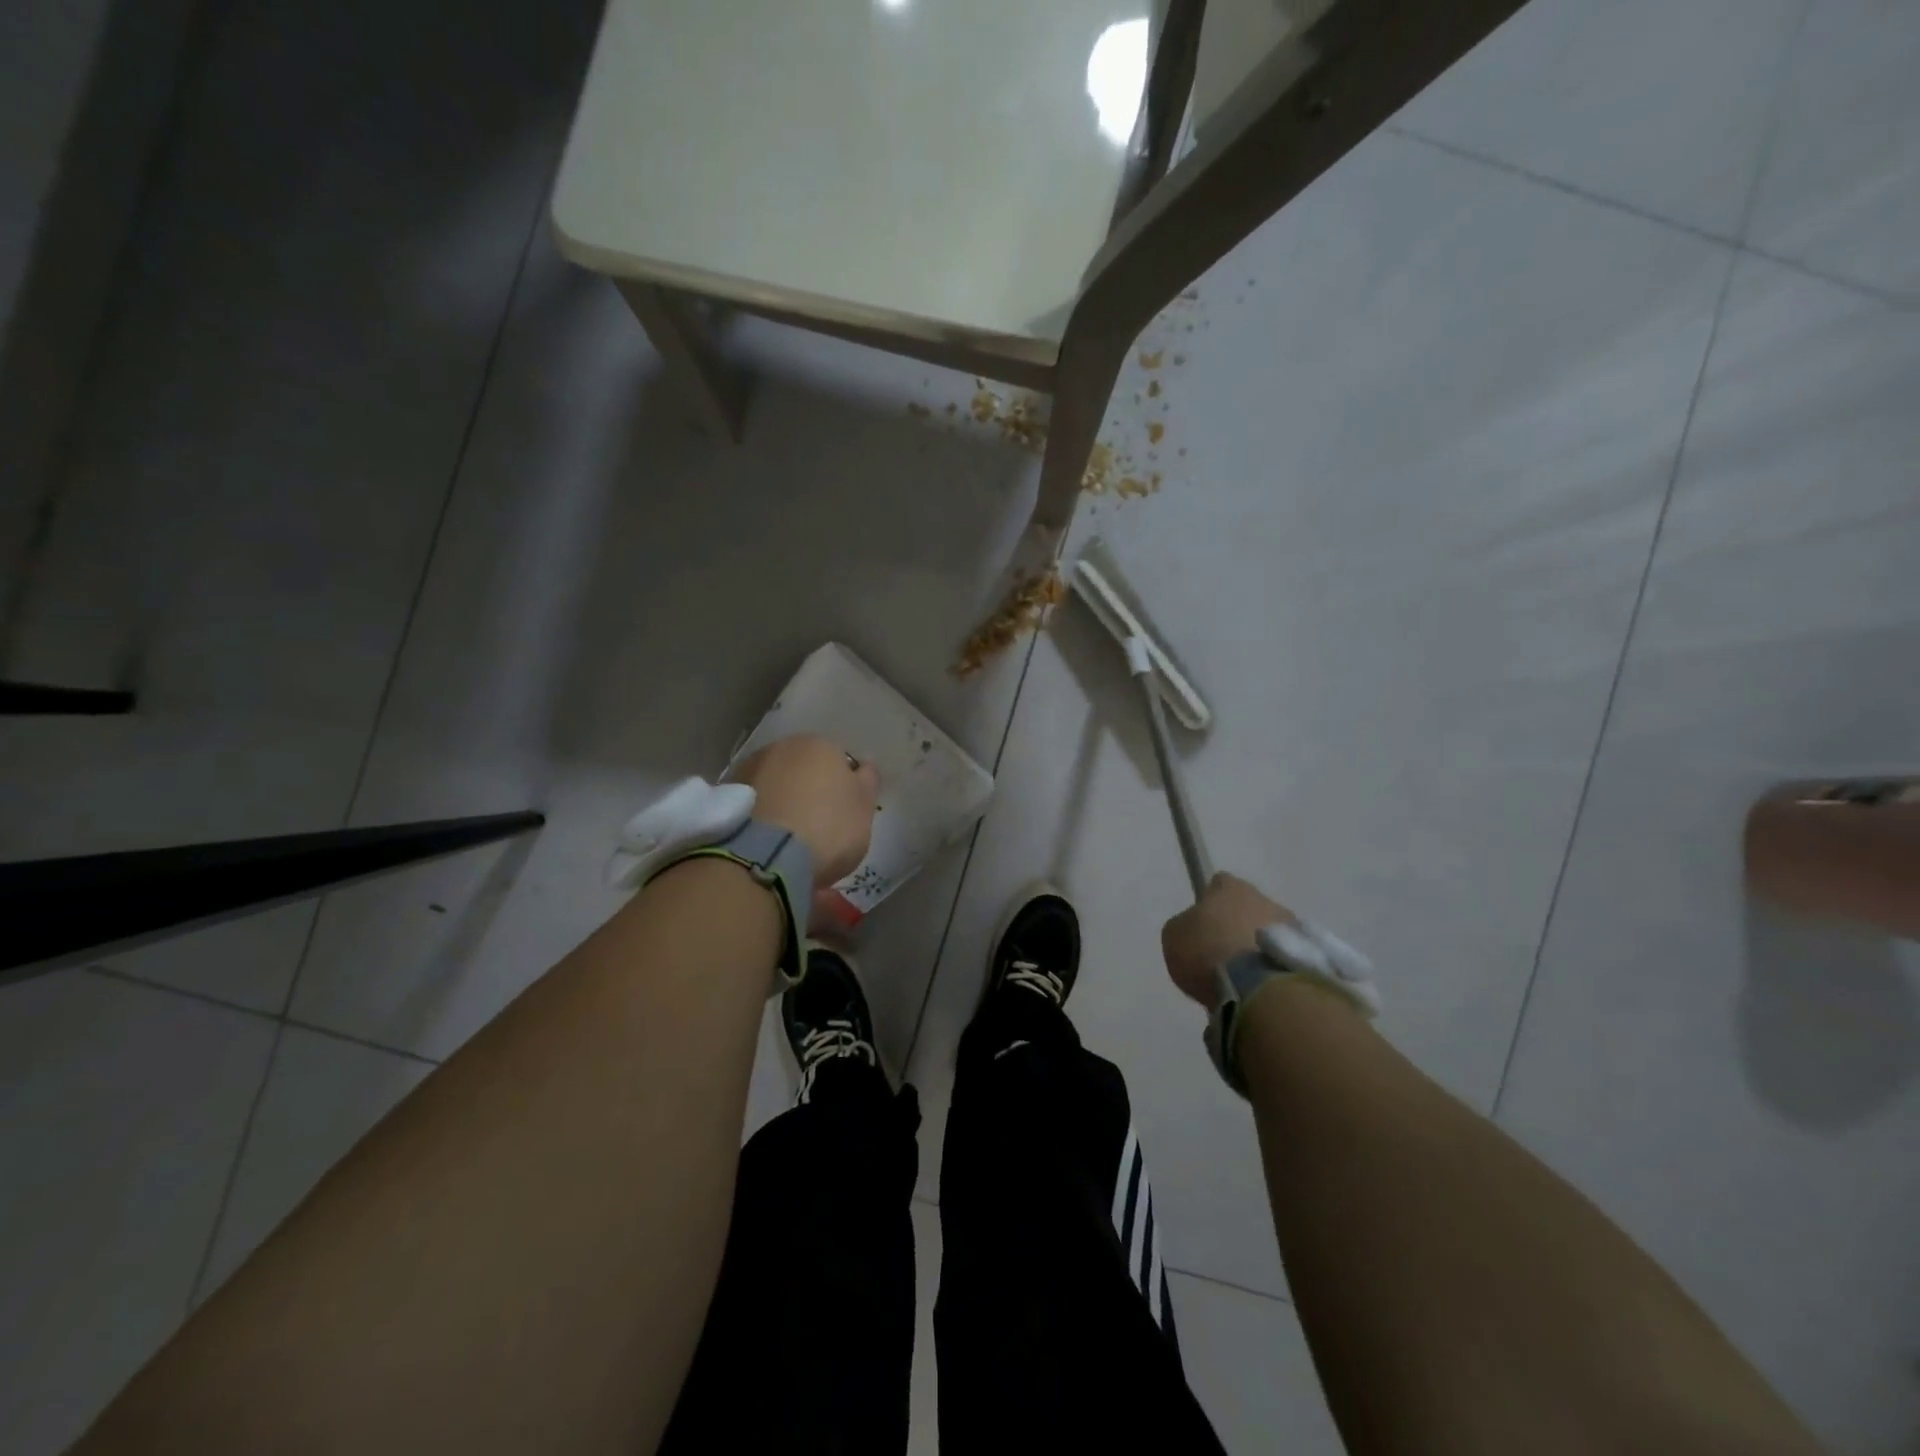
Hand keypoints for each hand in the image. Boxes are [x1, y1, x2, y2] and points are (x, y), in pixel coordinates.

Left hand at [733, 735, 879, 886]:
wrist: (767, 855)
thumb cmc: (828, 827)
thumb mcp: (864, 808)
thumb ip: (867, 782)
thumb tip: (864, 767)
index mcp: (820, 745)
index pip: (838, 762)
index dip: (842, 790)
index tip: (843, 817)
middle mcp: (781, 747)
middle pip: (803, 770)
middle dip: (809, 792)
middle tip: (816, 828)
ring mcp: (749, 769)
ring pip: (775, 786)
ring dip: (782, 804)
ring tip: (787, 841)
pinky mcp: (724, 797)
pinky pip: (753, 805)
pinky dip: (760, 818)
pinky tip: (766, 844)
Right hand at [1161, 873, 1299, 1010]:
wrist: (1260, 989)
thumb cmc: (1208, 952)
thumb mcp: (1174, 936)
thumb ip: (1185, 926)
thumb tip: (1197, 929)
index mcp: (1230, 887)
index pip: (1219, 884)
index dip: (1209, 903)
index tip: (1202, 925)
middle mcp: (1265, 899)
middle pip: (1248, 909)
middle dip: (1237, 928)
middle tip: (1222, 956)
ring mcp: (1293, 927)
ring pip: (1269, 935)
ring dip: (1258, 950)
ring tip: (1244, 980)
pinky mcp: (1312, 956)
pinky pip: (1284, 959)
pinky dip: (1274, 970)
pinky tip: (1261, 991)